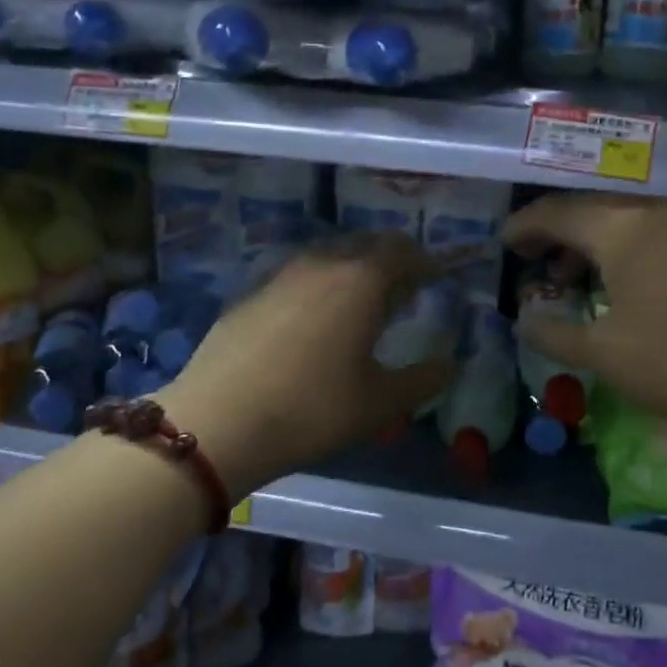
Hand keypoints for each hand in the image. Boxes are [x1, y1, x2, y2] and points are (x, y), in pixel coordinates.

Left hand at [161, 234, 457, 493]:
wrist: (218, 422)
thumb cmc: (312, 411)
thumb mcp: (380, 404)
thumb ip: (423, 379)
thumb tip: (447, 364)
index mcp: (361, 281)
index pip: (404, 251)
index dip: (425, 263)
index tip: (436, 280)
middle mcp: (322, 264)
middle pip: (365, 243)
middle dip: (390, 260)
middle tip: (401, 292)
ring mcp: (280, 276)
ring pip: (327, 255)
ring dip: (351, 270)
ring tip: (358, 305)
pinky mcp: (249, 294)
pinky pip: (296, 276)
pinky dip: (316, 286)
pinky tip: (310, 322)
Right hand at [502, 194, 666, 442]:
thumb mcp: (604, 354)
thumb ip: (554, 333)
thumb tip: (523, 321)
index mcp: (622, 227)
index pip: (558, 213)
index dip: (524, 226)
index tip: (502, 244)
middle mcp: (655, 213)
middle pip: (590, 208)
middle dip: (554, 230)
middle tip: (529, 257)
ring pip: (622, 219)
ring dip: (588, 241)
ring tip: (567, 277)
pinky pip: (650, 233)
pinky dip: (620, 249)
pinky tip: (617, 285)